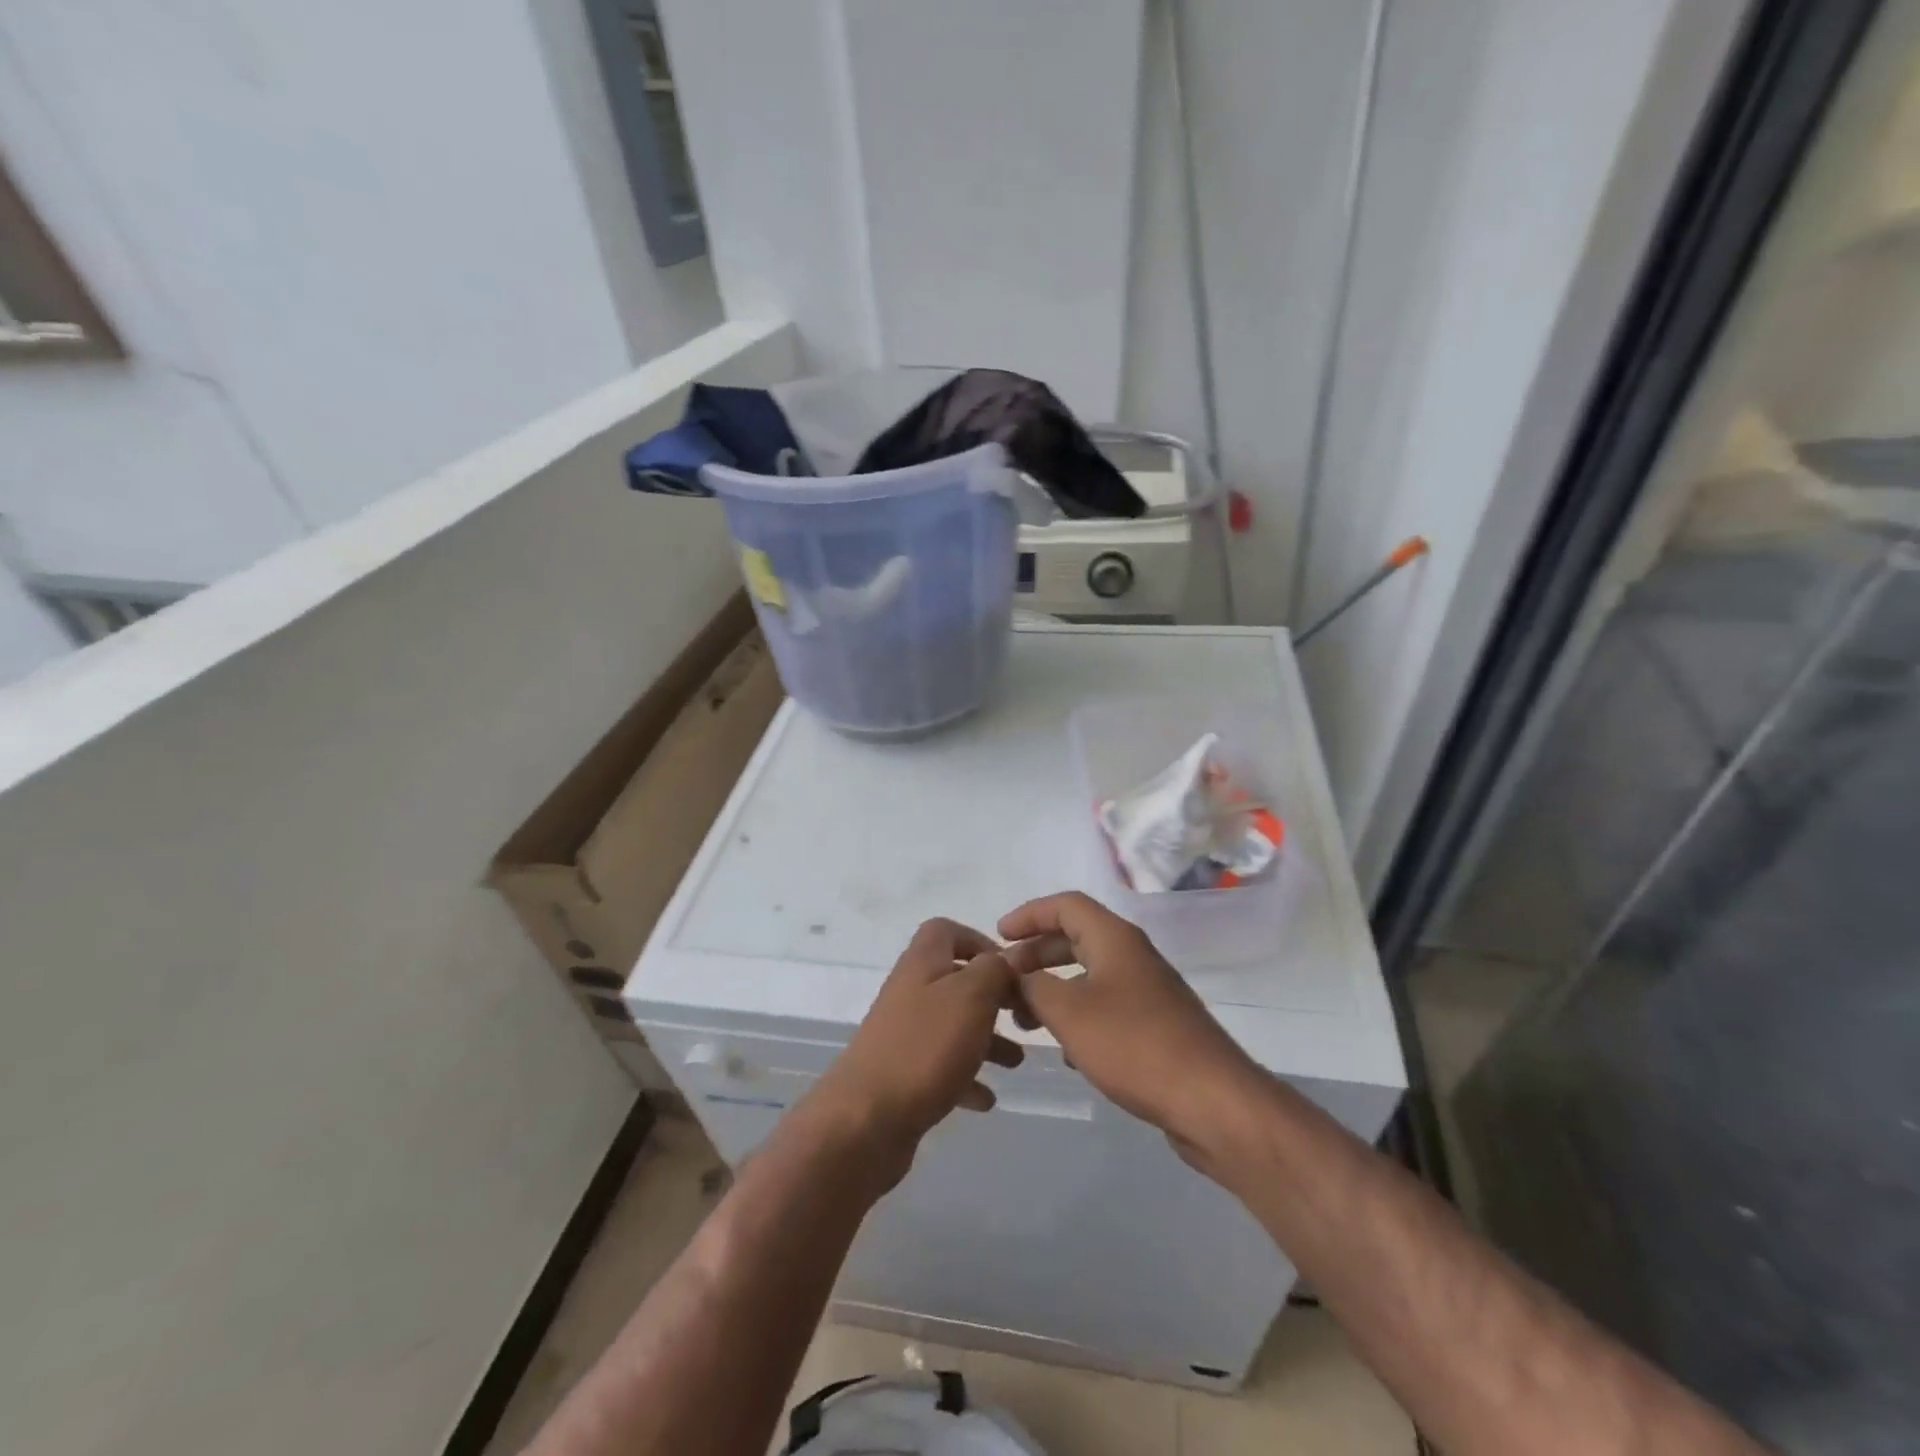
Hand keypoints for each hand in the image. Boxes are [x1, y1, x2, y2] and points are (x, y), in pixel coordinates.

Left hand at [803, 919, 1024, 1180]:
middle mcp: (910, 992)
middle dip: (992, 998)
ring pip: (952, 1026)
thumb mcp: (971, 996)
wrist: (865, 1120)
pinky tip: (986, 1099)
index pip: (946, 931)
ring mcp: (903, 1035)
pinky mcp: (902, 1076)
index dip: (979, 941)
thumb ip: (994, 970)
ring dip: (986, 1040)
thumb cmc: (924, 1047)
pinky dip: (966, 1079)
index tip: (1011, 969)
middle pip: (954, 981)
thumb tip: (1004, 961)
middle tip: (1023, 1017)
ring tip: (1016, 1063)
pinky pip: (942, 1068)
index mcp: (922, 963)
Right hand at [999, 892, 1265, 1170]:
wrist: (1211, 1101)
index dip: (1029, 914)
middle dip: (1036, 955)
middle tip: (1007, 982)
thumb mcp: (1068, 1012)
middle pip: (1076, 938)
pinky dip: (1079, 1017)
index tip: (999, 937)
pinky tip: (1067, 1051)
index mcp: (1114, 939)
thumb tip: (1015, 975)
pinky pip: (1106, 1007)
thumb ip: (1033, 987)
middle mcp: (1133, 956)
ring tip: (1027, 1022)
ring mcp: (1148, 992)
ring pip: (1090, 976)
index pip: (1065, 904)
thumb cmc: (1133, 1045)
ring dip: (1055, 990)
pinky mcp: (1156, 1026)